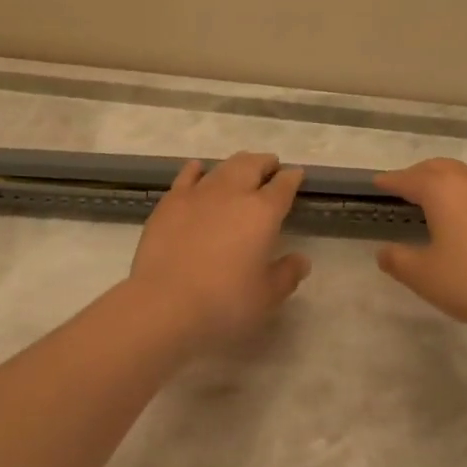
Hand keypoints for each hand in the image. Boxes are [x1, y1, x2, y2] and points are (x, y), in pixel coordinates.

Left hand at [127, 152, 310, 347]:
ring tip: (242, 167)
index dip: (292, 178)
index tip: (296, 175)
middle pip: (253, 165)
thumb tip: (301, 260)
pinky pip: (187, 175)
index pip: (283, 186)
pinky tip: (198, 170)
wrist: (164, 303)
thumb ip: (287, 274)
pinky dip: (198, 170)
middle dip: (265, 163)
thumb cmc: (224, 302)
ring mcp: (199, 193)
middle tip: (270, 166)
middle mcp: (233, 193)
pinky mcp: (171, 202)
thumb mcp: (267, 296)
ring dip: (237, 164)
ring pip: (223, 166)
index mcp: (263, 212)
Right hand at [373, 158, 466, 331]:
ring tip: (444, 194)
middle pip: (441, 168)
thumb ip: (399, 261)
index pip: (409, 179)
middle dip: (420, 173)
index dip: (391, 181)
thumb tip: (383, 252)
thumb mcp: (425, 277)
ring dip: (452, 180)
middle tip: (408, 184)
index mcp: (442, 190)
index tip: (378, 183)